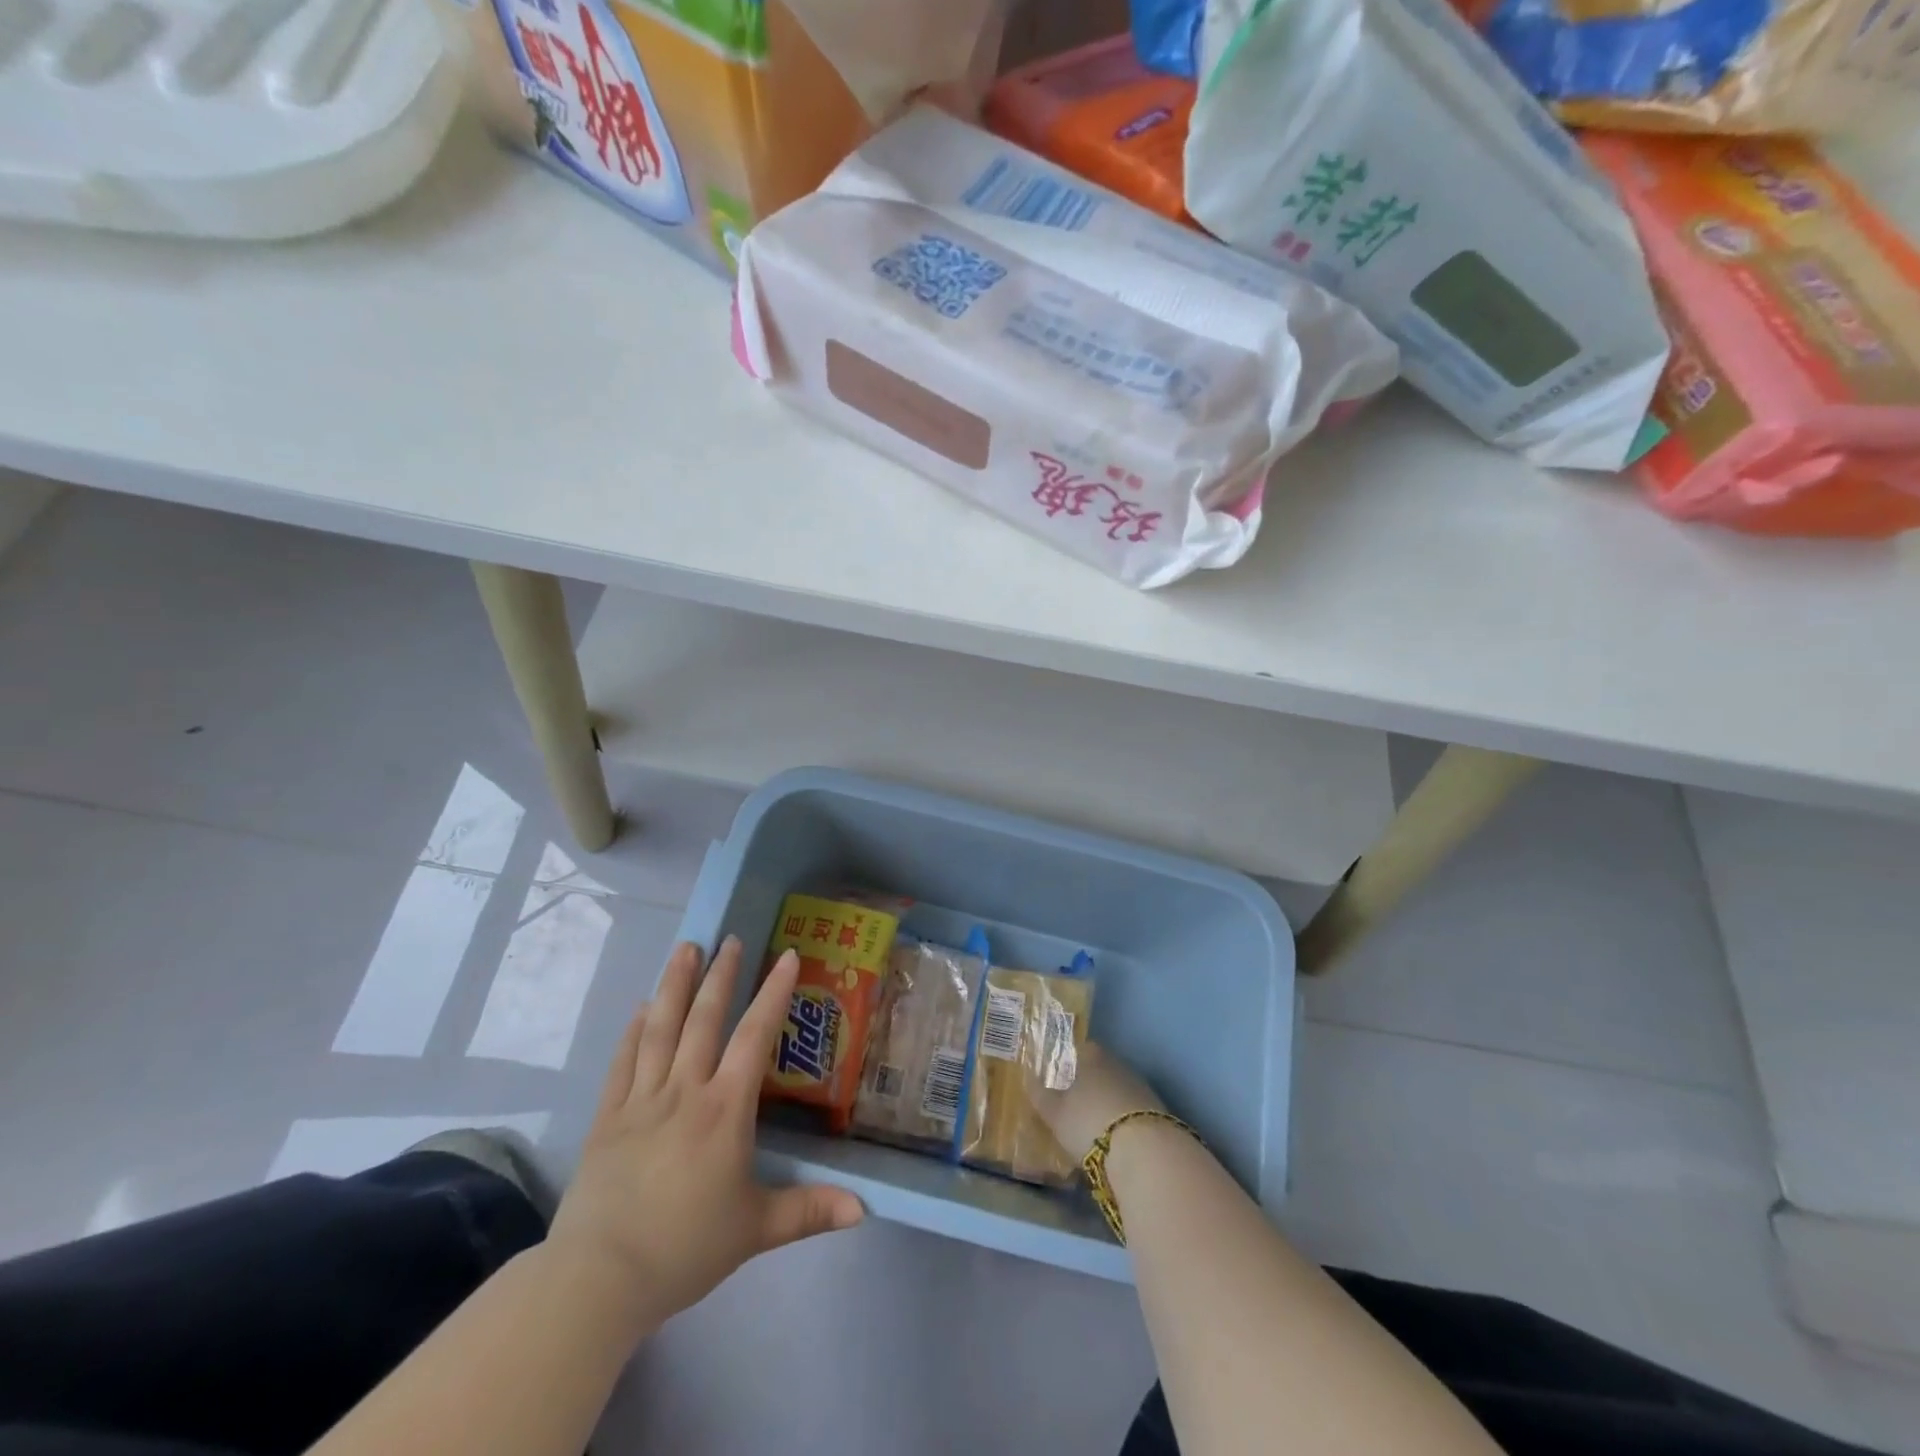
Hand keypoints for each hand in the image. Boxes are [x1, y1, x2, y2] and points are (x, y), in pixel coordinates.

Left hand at [547, 938, 863, 1335]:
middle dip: (720, 975)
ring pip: (660, 1029)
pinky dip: (633, 1030)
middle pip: (704, 1020)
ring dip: (675, 985)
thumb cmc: (685, 1248)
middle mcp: (685, 1091)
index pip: (754, 1036)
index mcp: (725, 1110)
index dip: (773, 993)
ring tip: (685, 949)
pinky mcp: (607, 1118)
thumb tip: (864, 1209)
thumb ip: (809, 1211)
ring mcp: (641, 1100)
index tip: (785, 956)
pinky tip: (641, 1008)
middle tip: (729, 939)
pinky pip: (623, 1062)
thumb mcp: (756, 1229)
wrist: (599, 1279)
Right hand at [1034, 1041, 1163, 1162]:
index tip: (1058, 1077)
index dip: (1068, 1061)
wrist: (1144, 1151)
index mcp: (1092, 1056)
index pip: (1079, 1048)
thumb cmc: (1089, 1122)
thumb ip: (1040, 1094)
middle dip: (1089, 1083)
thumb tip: (1028, 1077)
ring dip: (1108, 1102)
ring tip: (1094, 1125)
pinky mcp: (1158, 1112)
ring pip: (1118, 1089)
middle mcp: (1118, 1064)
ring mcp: (1141, 1086)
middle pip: (1100, 1068)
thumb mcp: (1055, 1113)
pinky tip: (1116, 1139)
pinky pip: (1133, 1110)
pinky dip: (1124, 1120)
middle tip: (1073, 1104)